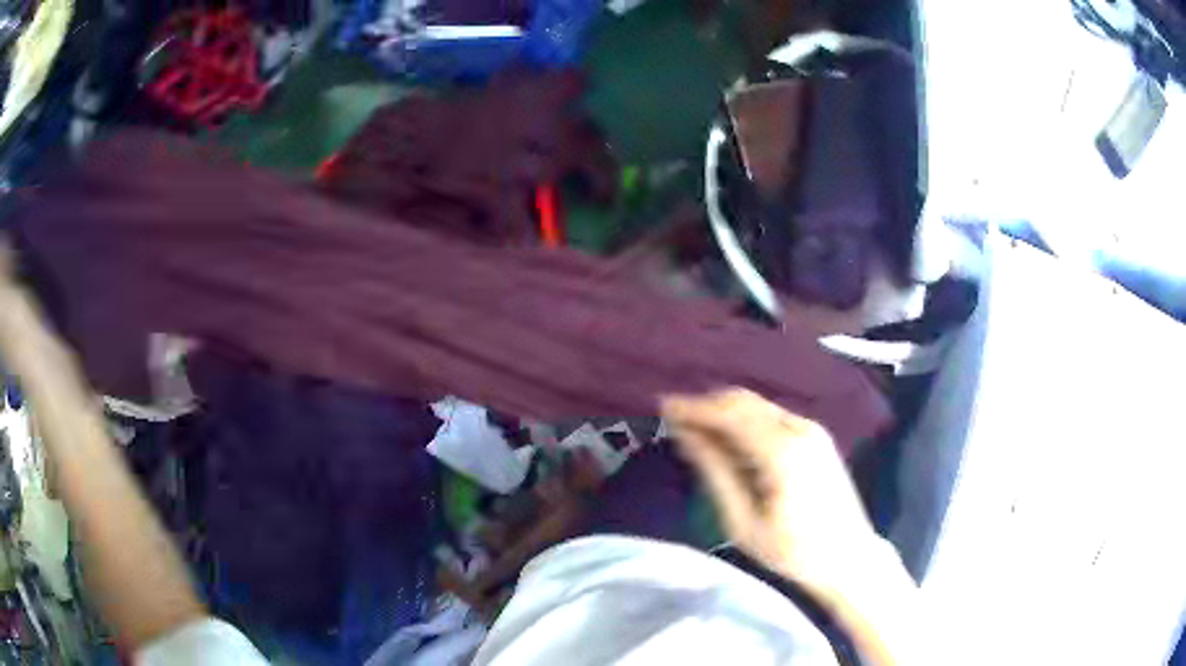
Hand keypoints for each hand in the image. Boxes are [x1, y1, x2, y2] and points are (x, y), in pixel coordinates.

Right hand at [661, 388, 879, 595]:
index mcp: (782, 451)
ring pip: (759, 405)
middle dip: (707, 404)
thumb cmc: (792, 551)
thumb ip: (715, 472)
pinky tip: (729, 437)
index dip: (693, 407)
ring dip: (726, 410)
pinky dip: (746, 419)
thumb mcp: (744, 522)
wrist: (849, 558)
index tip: (663, 406)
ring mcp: (813, 430)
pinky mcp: (818, 437)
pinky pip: (773, 415)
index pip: (729, 414)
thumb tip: (686, 436)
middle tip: (674, 417)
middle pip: (744, 401)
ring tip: (695, 427)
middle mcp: (800, 429)